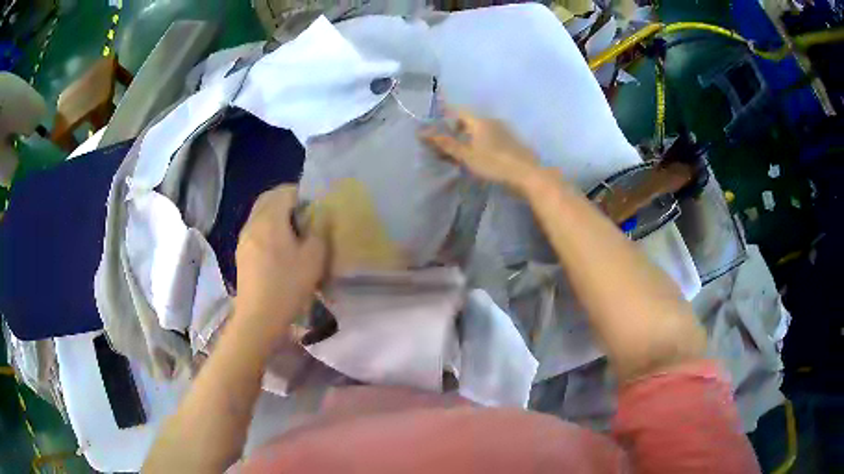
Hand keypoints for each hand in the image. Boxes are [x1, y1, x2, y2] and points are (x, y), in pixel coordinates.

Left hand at [234, 185, 326, 335]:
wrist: (258, 317)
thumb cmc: (288, 285)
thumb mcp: (314, 258)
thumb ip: (319, 230)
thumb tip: (318, 214)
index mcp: (270, 219)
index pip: (285, 191)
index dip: (302, 194)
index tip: (314, 207)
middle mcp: (253, 222)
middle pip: (268, 198)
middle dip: (286, 200)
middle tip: (304, 215)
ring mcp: (244, 238)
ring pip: (260, 214)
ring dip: (275, 214)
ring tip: (293, 233)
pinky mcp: (241, 253)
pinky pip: (255, 229)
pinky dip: (267, 228)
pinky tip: (278, 249)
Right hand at [419, 109, 541, 192]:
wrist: (528, 175)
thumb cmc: (494, 164)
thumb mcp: (467, 156)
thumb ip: (446, 144)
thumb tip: (423, 132)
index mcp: (480, 121)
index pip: (458, 111)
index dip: (446, 116)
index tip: (436, 126)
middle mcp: (493, 121)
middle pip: (470, 120)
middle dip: (457, 130)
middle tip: (447, 144)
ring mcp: (505, 131)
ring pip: (481, 130)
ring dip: (470, 138)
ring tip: (462, 153)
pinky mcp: (513, 142)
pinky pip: (491, 137)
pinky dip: (481, 143)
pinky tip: (481, 157)